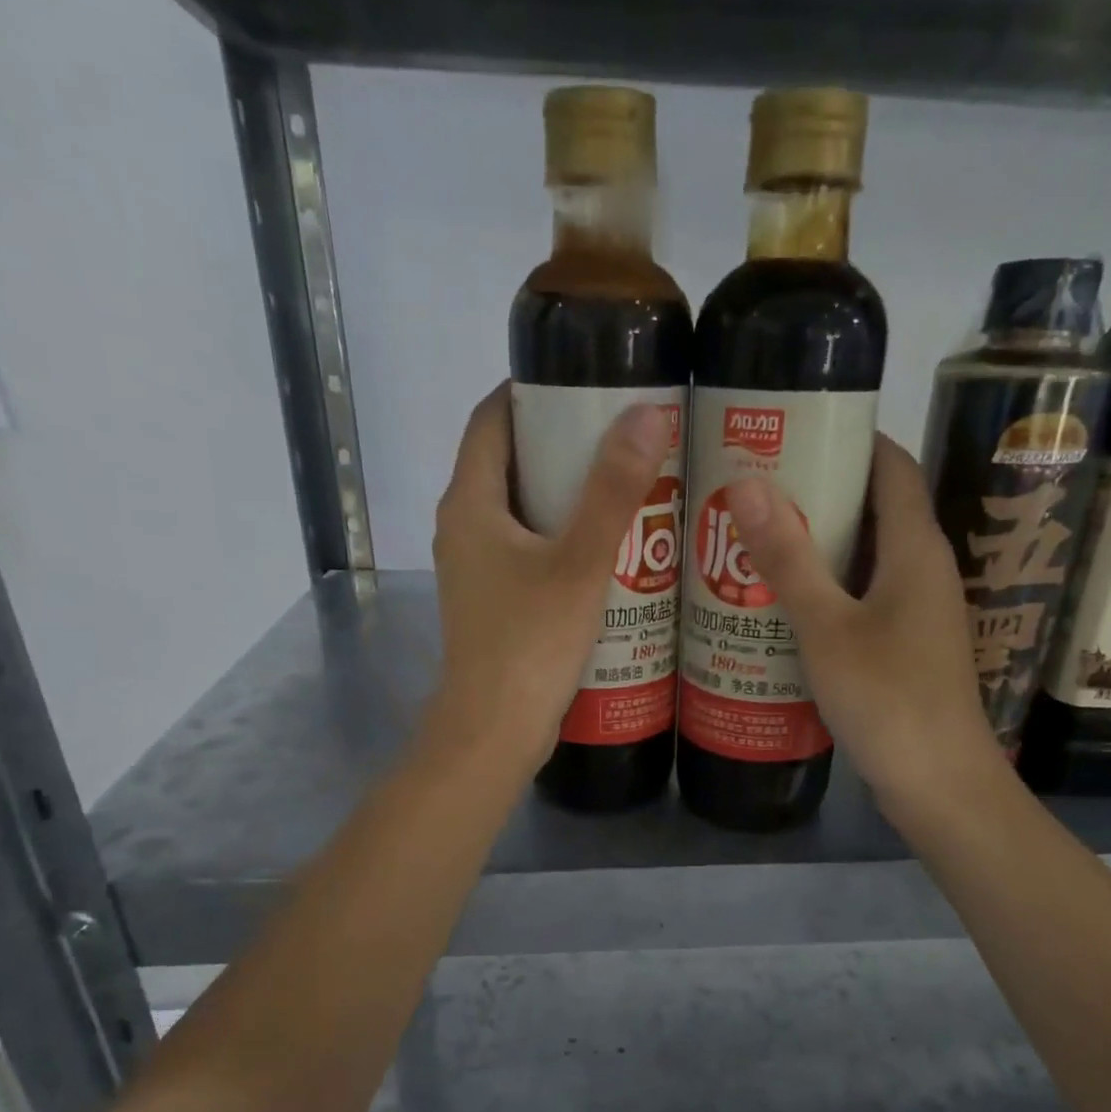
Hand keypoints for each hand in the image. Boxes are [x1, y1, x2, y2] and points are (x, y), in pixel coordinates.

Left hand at [426, 382, 673, 774]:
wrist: (495, 730)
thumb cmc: (532, 642)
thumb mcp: (580, 562)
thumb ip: (613, 490)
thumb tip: (647, 412)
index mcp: (469, 504)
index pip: (491, 420)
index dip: (530, 392)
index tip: (584, 381)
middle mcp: (463, 528)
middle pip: (508, 463)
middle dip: (560, 443)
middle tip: (622, 434)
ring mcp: (475, 569)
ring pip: (520, 510)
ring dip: (565, 494)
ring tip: (625, 484)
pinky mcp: (493, 601)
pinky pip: (526, 548)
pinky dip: (561, 535)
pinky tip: (608, 547)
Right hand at [724, 434, 1006, 825]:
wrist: (938, 784)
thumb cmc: (887, 700)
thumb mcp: (827, 628)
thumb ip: (789, 559)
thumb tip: (748, 483)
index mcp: (916, 549)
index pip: (892, 466)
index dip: (850, 438)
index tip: (792, 429)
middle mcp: (924, 569)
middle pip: (876, 507)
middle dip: (820, 489)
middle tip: (754, 485)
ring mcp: (917, 610)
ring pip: (866, 555)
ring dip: (819, 541)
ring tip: (756, 535)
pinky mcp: (905, 644)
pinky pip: (863, 594)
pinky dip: (826, 585)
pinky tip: (781, 599)